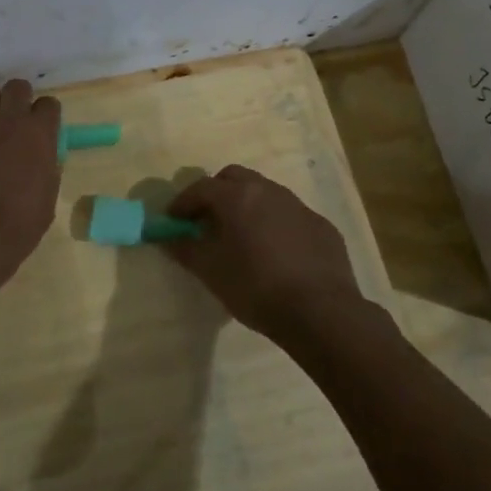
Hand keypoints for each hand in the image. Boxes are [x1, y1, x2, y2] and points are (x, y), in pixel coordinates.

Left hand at [0, 79, 61, 290]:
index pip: (49, 104)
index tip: (42, 130)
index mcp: (39, 134)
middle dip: (18, 100)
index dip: (45, 117)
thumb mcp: (47, 197)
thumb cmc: (18, 226)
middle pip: (17, 86)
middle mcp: (8, 119)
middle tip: (14, 122)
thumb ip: (47, 167)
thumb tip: (43, 157)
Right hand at [164, 165, 366, 344]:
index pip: (201, 187)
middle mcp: (269, 191)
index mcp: (238, 197)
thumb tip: (168, 237)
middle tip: (207, 221)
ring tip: (241, 237)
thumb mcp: (211, 272)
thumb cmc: (256, 288)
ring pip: (265, 194)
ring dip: (247, 206)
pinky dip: (274, 224)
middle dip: (216, 193)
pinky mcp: (322, 227)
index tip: (173, 220)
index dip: (183, 203)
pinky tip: (275, 254)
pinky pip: (290, 216)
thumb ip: (185, 249)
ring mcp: (299, 207)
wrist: (321, 312)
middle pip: (235, 178)